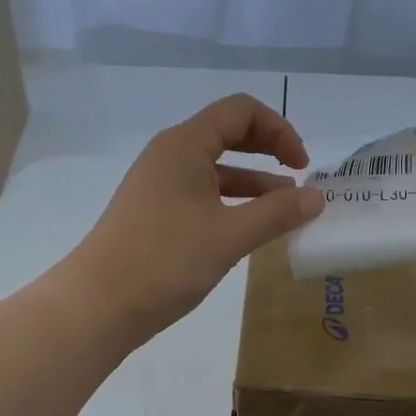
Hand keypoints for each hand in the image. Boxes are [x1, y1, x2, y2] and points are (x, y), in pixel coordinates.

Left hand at [69, 94, 324, 342]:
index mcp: (185, 145)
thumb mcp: (230, 236)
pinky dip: (230, 203)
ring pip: (214, 169)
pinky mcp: (153, 213)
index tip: (302, 166)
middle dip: (267, 151)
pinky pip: (200, 195)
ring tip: (285, 209)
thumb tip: (317, 197)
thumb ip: (277, 213)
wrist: (98, 304)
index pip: (240, 111)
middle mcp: (169, 155)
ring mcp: (158, 185)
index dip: (279, 130)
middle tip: (298, 177)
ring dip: (252, 182)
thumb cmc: (166, 261)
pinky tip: (248, 229)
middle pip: (227, 134)